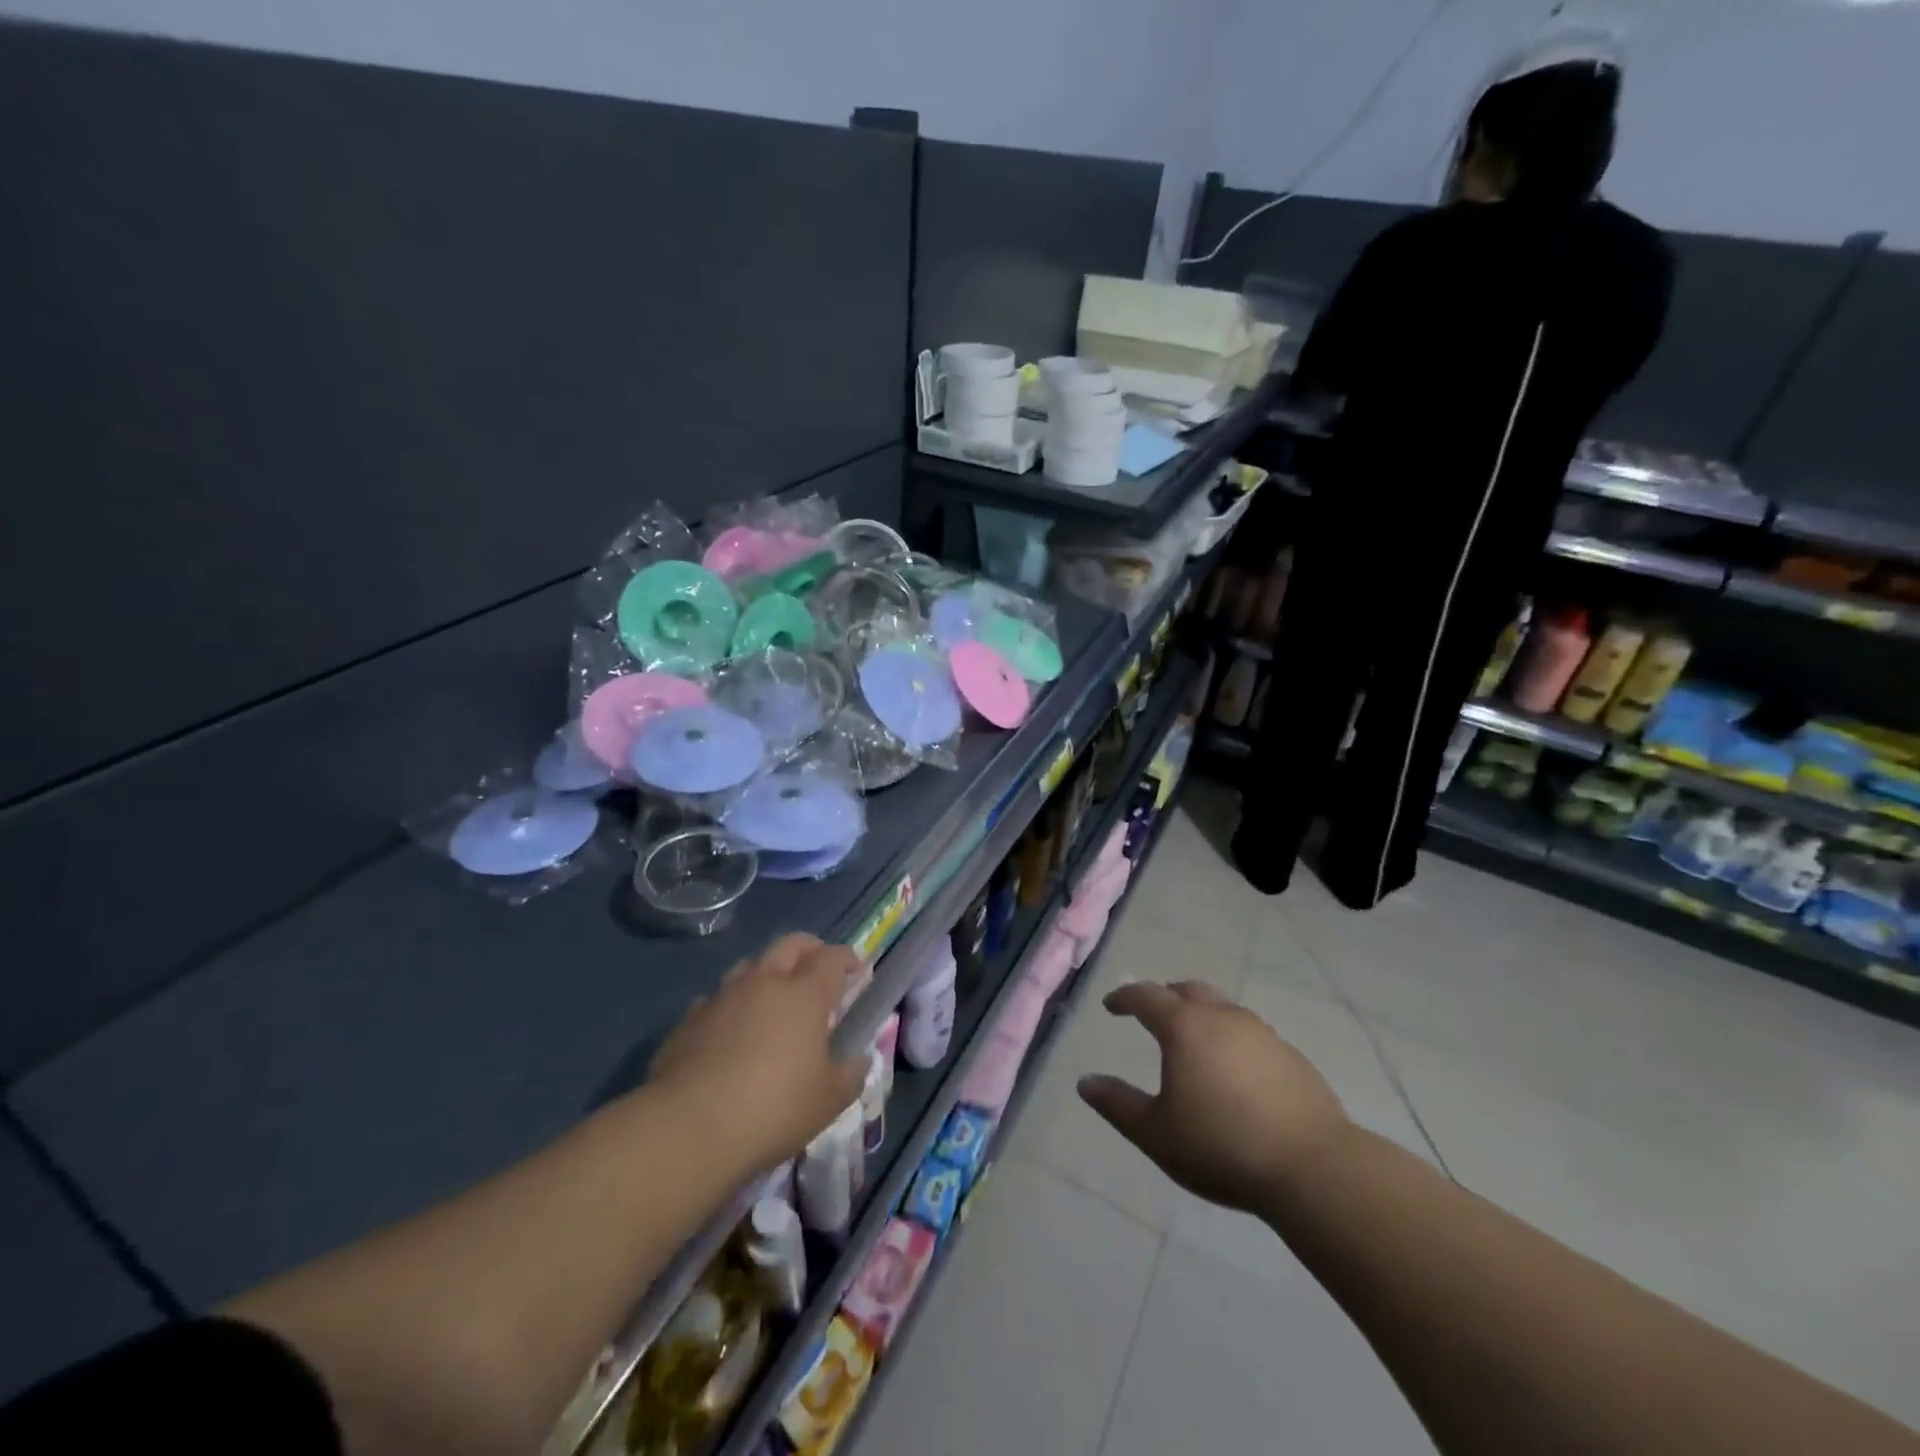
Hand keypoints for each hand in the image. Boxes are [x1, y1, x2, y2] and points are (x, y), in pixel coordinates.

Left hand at [649, 934, 866, 1179]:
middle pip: (790, 945)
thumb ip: (850, 1074)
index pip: (832, 958)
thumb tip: (857, 1060)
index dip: (848, 959)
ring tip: (773, 998)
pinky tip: (731, 1030)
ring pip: (750, 965)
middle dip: (810, 949)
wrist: (688, 1127)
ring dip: (768, 972)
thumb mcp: (828, 1100)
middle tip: (818, 969)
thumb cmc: (772, 1108)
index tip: (858, 971)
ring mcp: (722, 996)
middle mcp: (764, 982)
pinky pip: (717, 998)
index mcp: (804, 994)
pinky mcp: (688, 1019)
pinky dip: (732, 1004)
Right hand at [1077, 981, 1350, 1217]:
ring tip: (1192, 1042)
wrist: (1312, 1167)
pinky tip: (1233, 1070)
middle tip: (1151, 1014)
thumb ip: (1117, 1105)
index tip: (1111, 1006)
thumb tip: (1085, 1083)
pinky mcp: (1290, 1055)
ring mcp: (1261, 1033)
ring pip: (1222, 1008)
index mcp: (1184, 1027)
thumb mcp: (1156, 1134)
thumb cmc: (1221, 1147)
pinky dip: (1231, 1038)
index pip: (1146, 996)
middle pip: (1188, 990)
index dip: (1124, 998)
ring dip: (1201, 1015)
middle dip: (1164, 996)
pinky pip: (1250, 1033)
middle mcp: (1222, 1017)